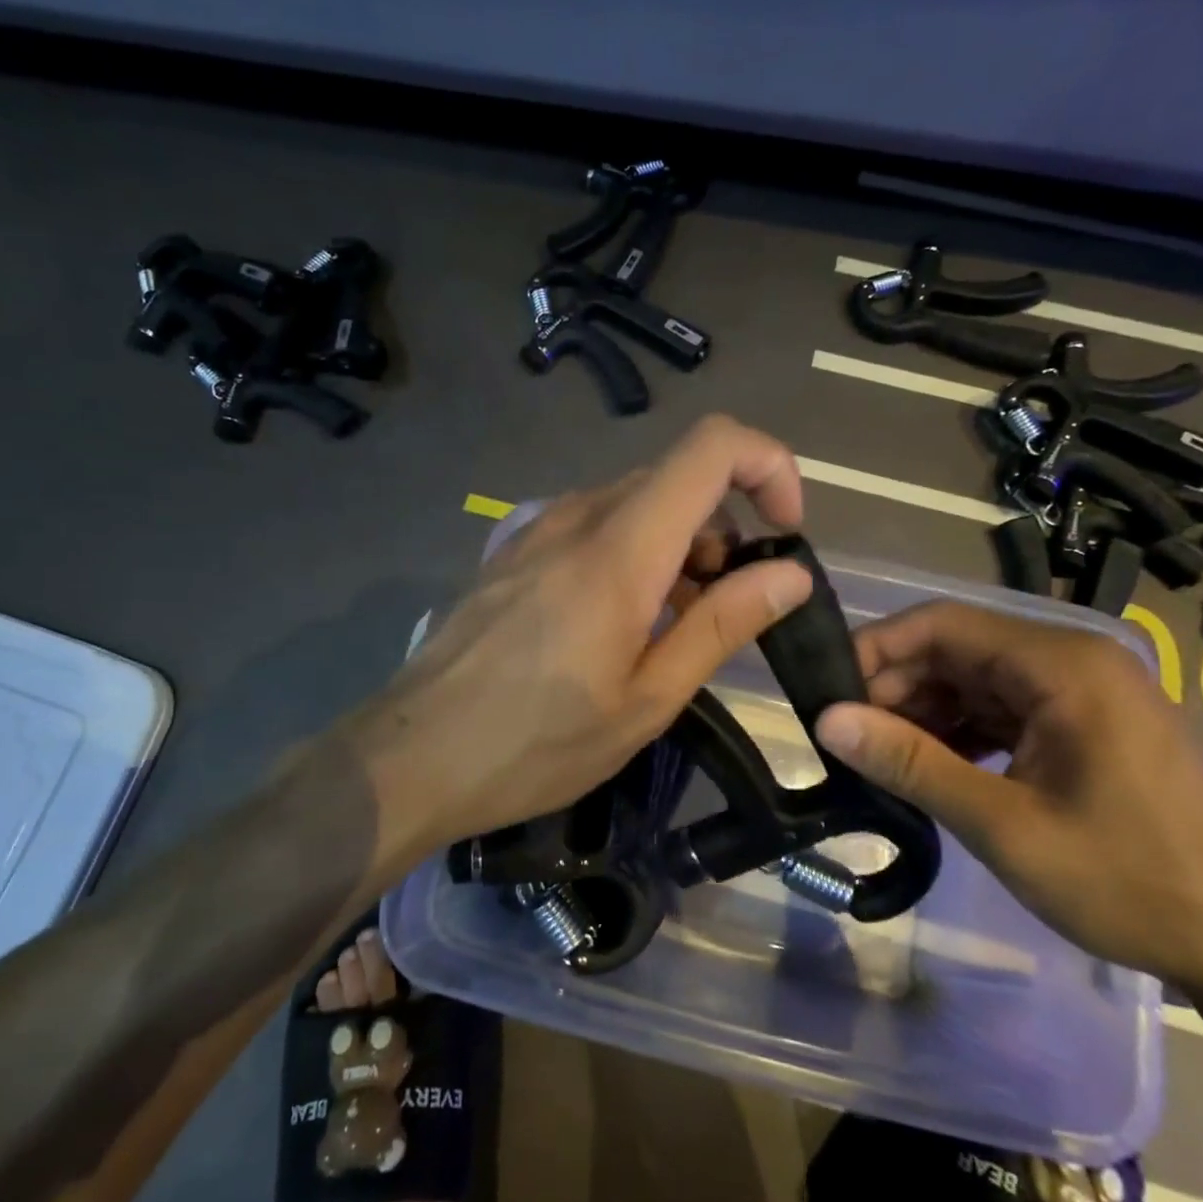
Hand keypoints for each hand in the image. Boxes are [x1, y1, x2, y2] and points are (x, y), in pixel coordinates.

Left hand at [348, 415, 812, 860]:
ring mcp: (537, 531)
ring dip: (678, 546)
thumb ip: (721, 625)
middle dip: (725, 528)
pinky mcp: (514, 554)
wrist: (413, 756)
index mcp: (621, 547)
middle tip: (726, 608)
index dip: (769, 466)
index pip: (713, 445)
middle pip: (677, 477)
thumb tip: (789, 574)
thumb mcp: (646, 699)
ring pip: (635, 504)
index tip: (785, 533)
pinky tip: (618, 625)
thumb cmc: (537, 743)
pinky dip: (633, 555)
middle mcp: (578, 517)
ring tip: (672, 629)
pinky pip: (592, 528)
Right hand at [813, 601, 1202, 997]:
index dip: (875, 650)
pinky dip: (959, 734)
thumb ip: (910, 763)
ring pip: (974, 681)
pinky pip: (1002, 711)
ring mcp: (1084, 695)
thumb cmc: (1131, 882)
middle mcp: (1073, 662)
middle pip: (956, 650)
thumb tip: (825, 722)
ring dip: (922, 714)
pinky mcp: (1086, 728)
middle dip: (895, 688)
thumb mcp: (1003, 824)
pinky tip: (932, 770)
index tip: (827, 694)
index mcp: (1062, 665)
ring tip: (881, 760)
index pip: (941, 624)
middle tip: (849, 739)